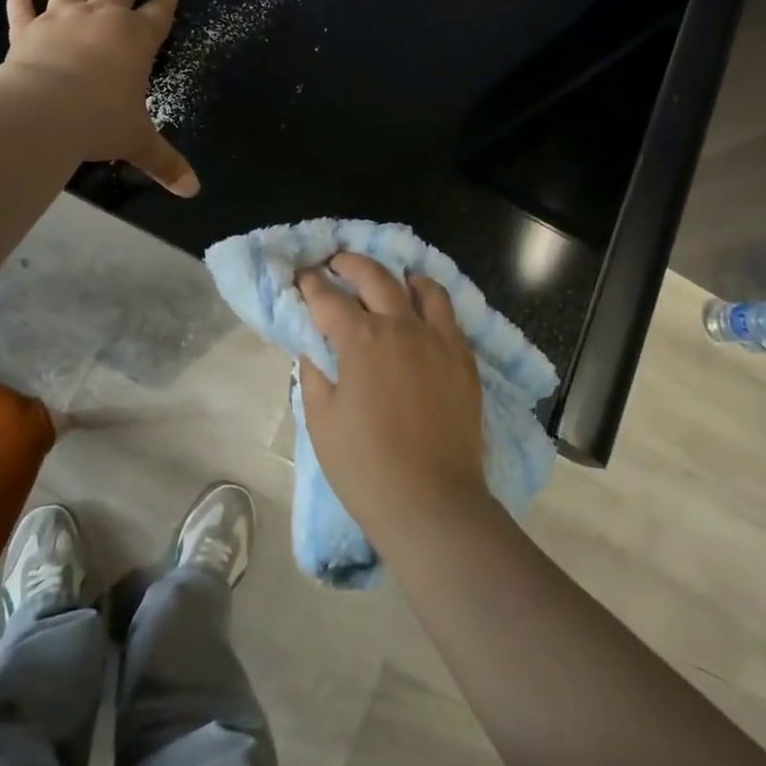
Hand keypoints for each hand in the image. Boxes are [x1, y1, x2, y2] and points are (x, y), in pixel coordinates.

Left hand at [0, 0, 198, 196]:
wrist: (43, 112)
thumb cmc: (100, 121)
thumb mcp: (138, 142)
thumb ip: (165, 162)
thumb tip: (193, 191)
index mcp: (137, 41)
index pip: (158, 14)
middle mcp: (103, 21)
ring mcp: (64, 21)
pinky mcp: (29, 32)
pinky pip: (25, 15)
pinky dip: (21, 4)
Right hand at [294, 252, 489, 538]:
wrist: (432, 502)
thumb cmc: (365, 466)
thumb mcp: (321, 420)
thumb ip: (314, 373)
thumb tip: (314, 346)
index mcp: (361, 340)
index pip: (328, 298)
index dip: (310, 283)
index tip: (302, 276)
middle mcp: (401, 327)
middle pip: (375, 276)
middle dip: (350, 263)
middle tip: (336, 262)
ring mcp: (438, 340)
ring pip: (423, 287)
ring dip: (400, 277)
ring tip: (390, 280)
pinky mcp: (463, 359)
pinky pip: (449, 316)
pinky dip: (432, 304)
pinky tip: (423, 315)